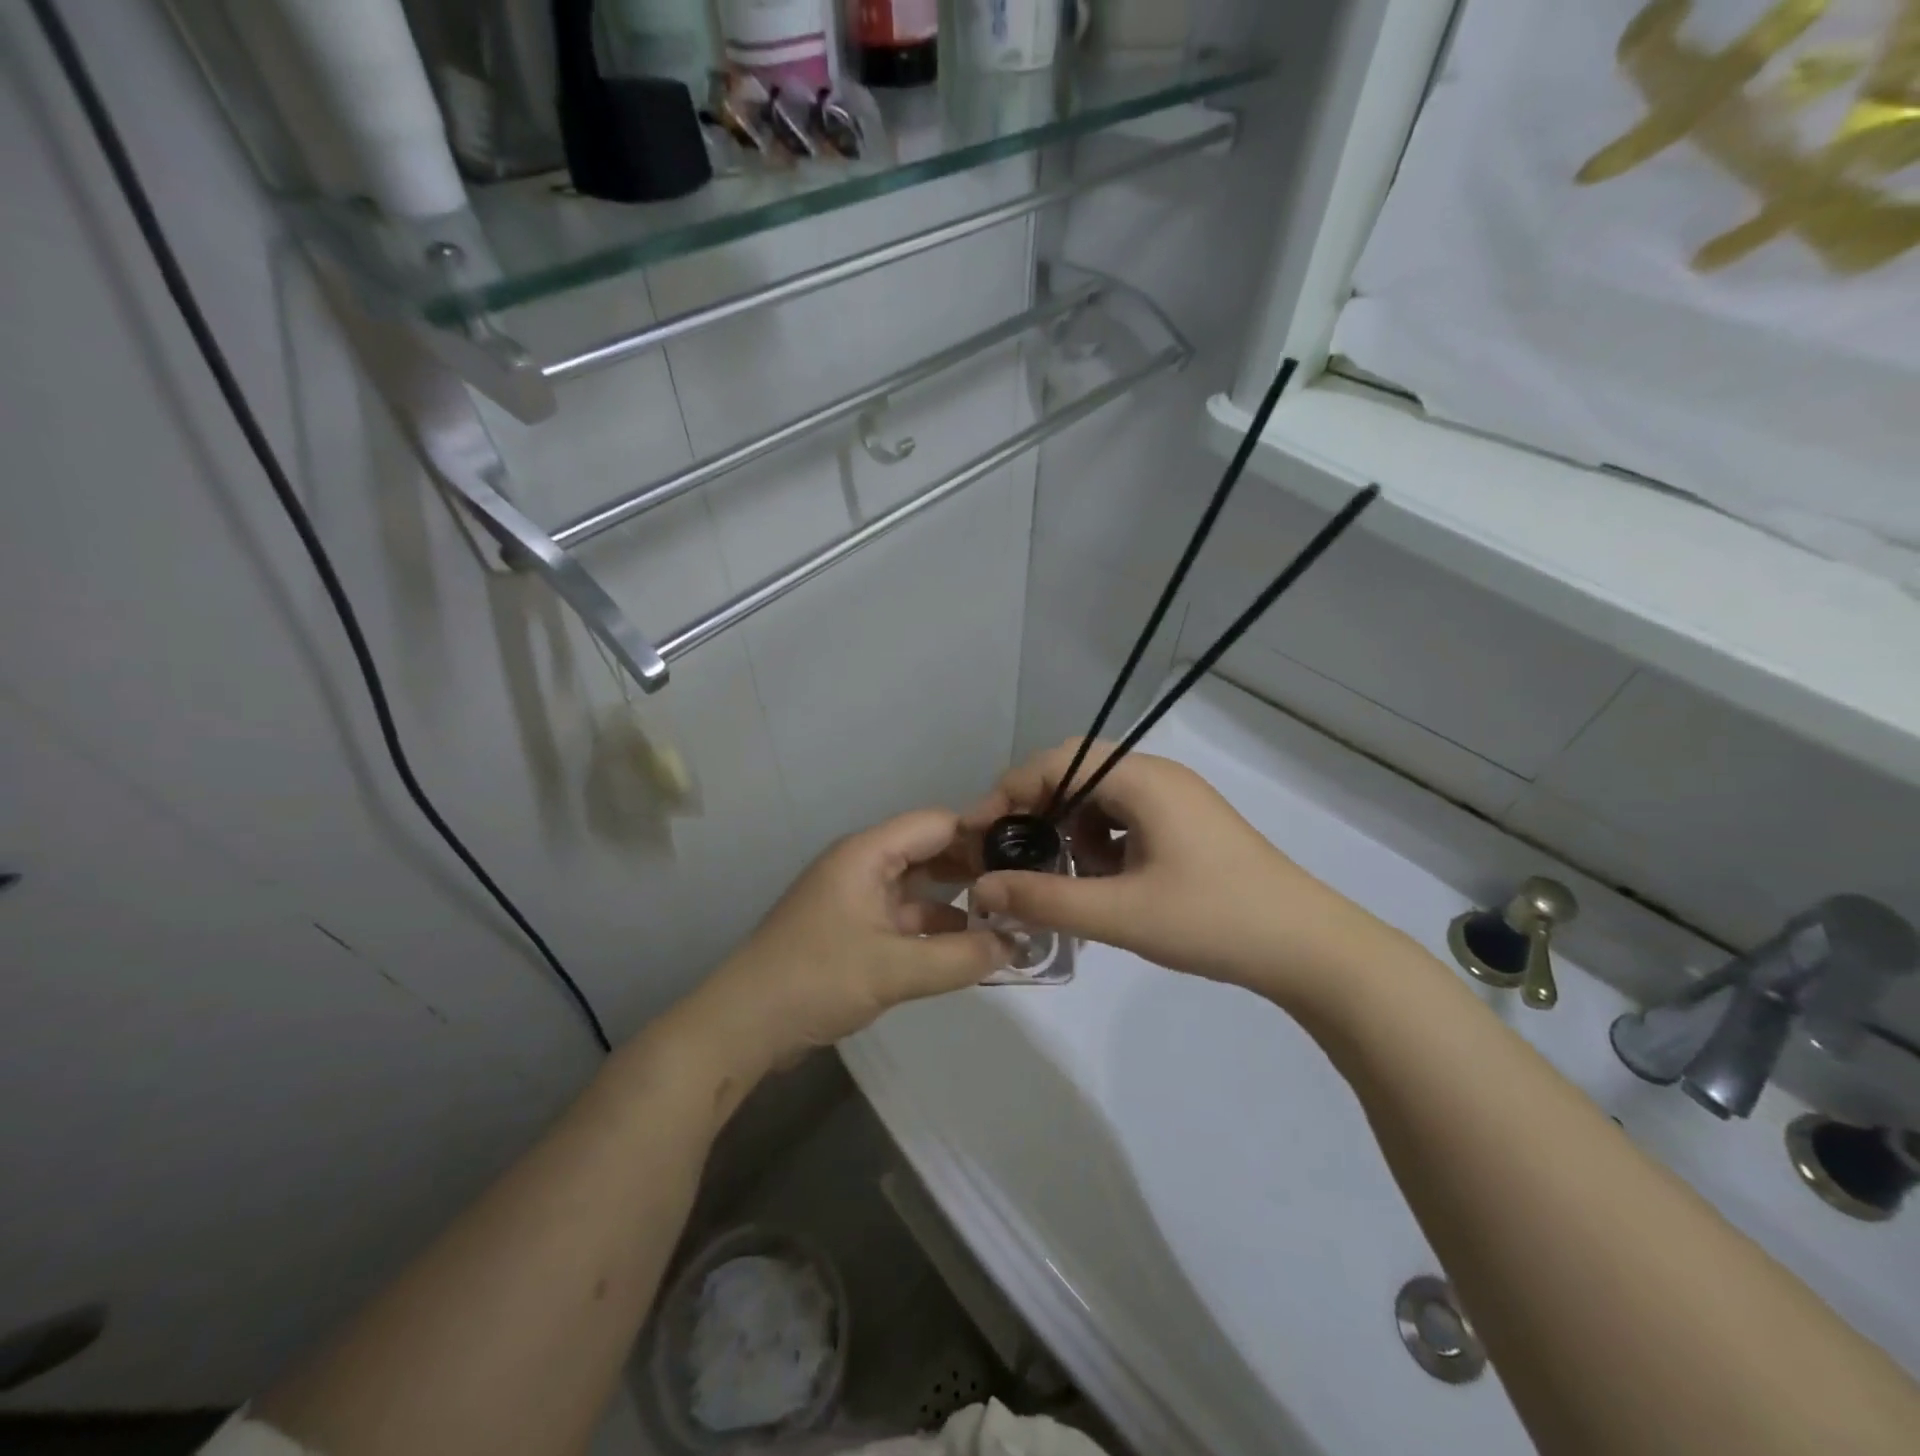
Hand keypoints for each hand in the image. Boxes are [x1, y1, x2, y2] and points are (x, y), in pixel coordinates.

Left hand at [688, 810, 1008, 1071]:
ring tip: (1007, 919)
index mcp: (867, 853)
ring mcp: (856, 897)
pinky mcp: (852, 929)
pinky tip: (967, 947)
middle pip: (928, 851)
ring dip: (957, 902)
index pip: (936, 824)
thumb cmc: (816, 980)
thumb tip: (1016, 946)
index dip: (981, 835)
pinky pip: (903, 916)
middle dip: (973, 869)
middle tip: (1023, 890)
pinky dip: (934, 928)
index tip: (1025, 857)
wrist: (743, 1024)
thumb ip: (960, 958)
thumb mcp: (894, 970)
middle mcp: (863, 865)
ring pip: (918, 887)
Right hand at [963, 741, 1391, 1005]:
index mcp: (1143, 780)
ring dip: (1071, 830)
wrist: (1308, 948)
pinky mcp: (1187, 827)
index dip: (1011, 790)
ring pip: (1101, 799)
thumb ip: (1045, 898)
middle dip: (1038, 811)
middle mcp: (1158, 777)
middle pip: (1078, 775)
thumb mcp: (1120, 913)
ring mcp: (1177, 801)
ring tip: (1063, 876)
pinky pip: (1126, 819)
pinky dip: (1101, 843)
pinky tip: (1103, 883)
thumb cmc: (1213, 920)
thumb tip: (982, 887)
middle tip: (1011, 852)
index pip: (1058, 761)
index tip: (980, 831)